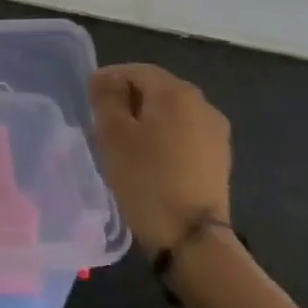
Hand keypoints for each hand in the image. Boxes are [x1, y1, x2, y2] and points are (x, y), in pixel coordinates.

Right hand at [89, 64, 230, 256]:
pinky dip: (162, 139)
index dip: (108, 80)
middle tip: (101, 125)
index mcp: (176, 92)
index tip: (88, 102)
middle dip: (127, 101)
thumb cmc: (145, 178)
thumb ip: (106, 97)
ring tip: (122, 146)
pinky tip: (148, 161)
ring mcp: (215, 131)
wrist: (191, 236)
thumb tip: (104, 77)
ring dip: (145, 121)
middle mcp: (202, 103)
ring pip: (170, 113)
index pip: (135, 70)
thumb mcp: (113, 134)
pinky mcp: (218, 157)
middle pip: (156, 89)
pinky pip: (183, 134)